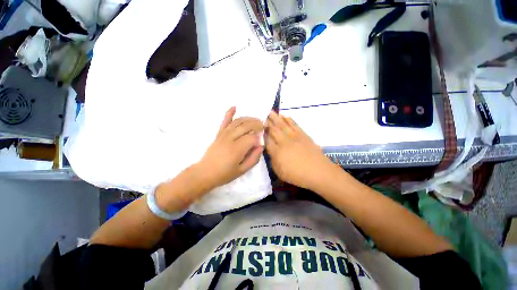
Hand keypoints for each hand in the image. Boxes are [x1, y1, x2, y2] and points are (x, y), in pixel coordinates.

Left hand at [198, 107, 263, 188]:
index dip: (259, 138)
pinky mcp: (219, 133)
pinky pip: (224, 121)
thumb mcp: (242, 170)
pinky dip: (229, 113)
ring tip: (255, 120)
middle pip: (246, 126)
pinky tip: (235, 107)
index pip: (252, 137)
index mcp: (237, 149)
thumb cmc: (225, 174)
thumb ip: (254, 158)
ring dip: (248, 118)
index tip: (260, 142)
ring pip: (238, 121)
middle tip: (262, 126)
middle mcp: (230, 138)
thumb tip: (260, 146)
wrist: (205, 172)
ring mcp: (223, 134)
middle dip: (257, 124)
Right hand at [265, 111, 334, 189]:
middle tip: (262, 115)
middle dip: (267, 122)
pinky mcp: (303, 135)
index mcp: (277, 152)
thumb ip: (273, 160)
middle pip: (273, 130)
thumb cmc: (298, 175)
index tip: (258, 127)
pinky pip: (294, 124)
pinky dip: (288, 119)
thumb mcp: (280, 172)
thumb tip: (270, 150)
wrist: (318, 172)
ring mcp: (294, 137)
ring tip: (270, 111)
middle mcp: (284, 142)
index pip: (267, 140)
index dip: (262, 133)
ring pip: (282, 125)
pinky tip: (284, 115)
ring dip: (275, 118)